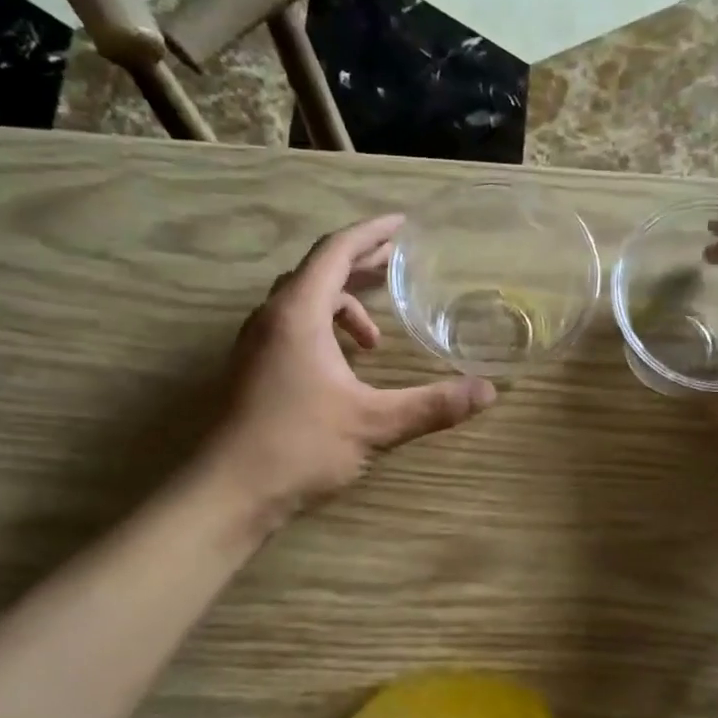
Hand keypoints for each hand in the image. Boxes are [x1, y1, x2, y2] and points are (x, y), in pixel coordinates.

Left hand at [204, 215, 496, 513]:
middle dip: (360, 265)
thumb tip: (488, 391)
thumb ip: (433, 405)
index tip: (402, 225)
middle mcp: (272, 319)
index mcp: (298, 314)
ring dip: (341, 305)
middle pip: (318, 271)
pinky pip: (291, 328)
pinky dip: (323, 330)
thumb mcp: (375, 424)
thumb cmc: (300, 447)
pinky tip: (344, 367)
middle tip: (397, 265)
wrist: (229, 492)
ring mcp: (257, 345)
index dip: (370, 234)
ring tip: (375, 338)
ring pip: (302, 302)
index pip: (335, 252)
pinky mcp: (252, 370)